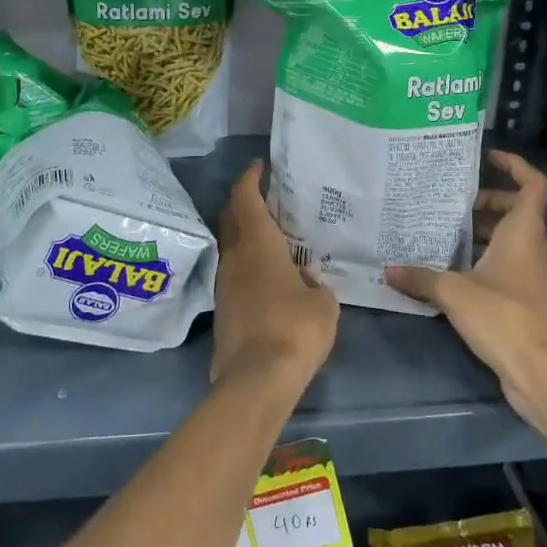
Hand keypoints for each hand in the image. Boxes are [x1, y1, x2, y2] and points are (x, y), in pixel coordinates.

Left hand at [211, 161, 338, 391]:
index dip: (250, 178)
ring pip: (231, 245)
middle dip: (243, 200)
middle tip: (264, 195)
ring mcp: (224, 284)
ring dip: (244, 232)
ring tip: (270, 233)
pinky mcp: (223, 309)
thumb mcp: (323, 304)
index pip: (245, 198)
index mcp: (258, 244)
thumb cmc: (295, 329)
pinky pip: (234, 271)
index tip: (259, 166)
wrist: (256, 380)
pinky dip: (246, 261)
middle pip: (230, 216)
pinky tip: (266, 272)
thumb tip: (307, 281)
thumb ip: (316, 284)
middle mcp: (235, 257)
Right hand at [385, 150, 546, 442]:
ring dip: (479, 232)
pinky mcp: (524, 299)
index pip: (533, 185)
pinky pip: (504, 264)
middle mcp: (532, 247)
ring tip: (440, 230)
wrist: (542, 373)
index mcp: (524, 232)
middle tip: (449, 201)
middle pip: (516, 210)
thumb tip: (388, 269)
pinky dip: (481, 258)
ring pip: (508, 239)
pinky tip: (449, 269)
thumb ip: (421, 278)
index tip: (488, 157)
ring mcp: (531, 275)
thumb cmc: (504, 317)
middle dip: (485, 200)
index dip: (516, 166)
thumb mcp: (455, 292)